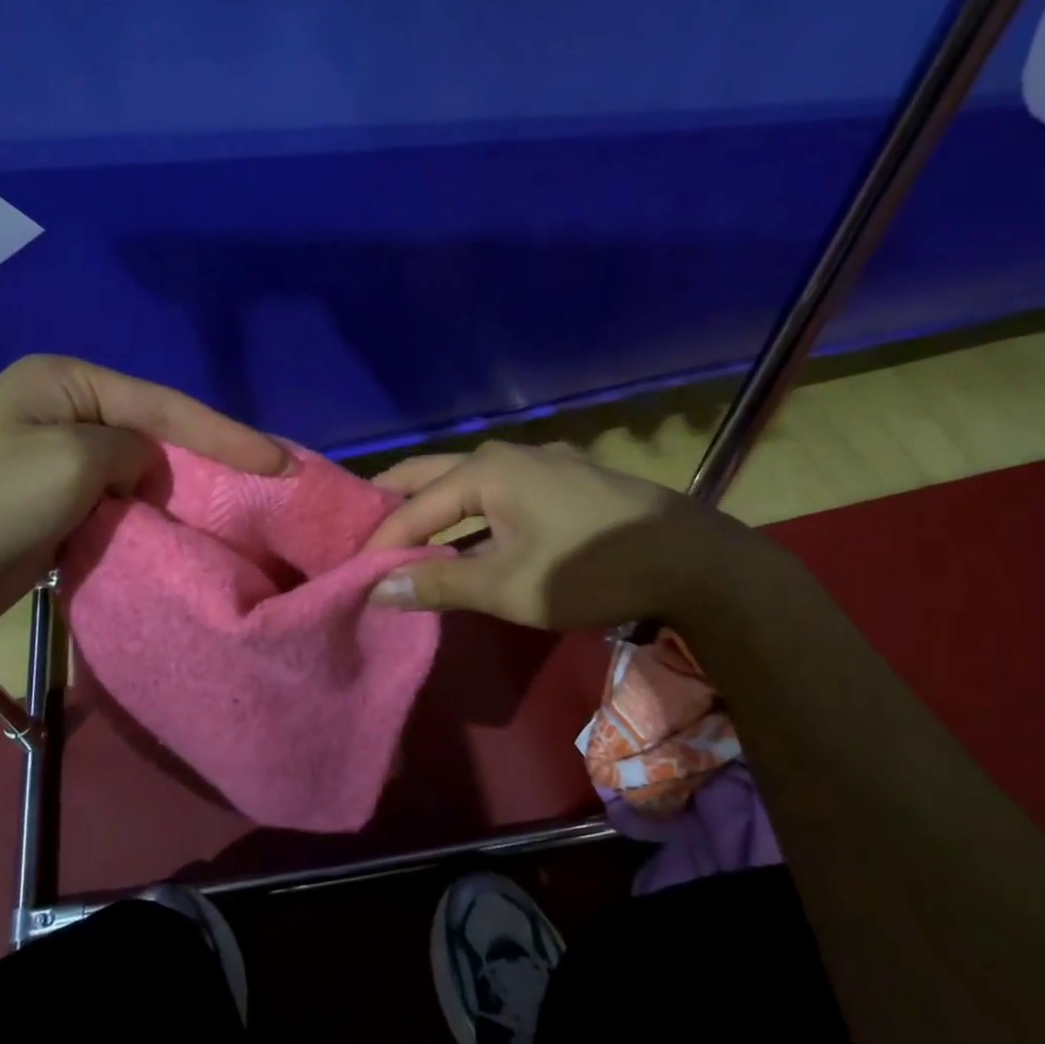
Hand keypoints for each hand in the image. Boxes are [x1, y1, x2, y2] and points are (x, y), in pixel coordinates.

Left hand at [0, 356, 285, 641]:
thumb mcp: (70, 462)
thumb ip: (129, 450)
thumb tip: (141, 467)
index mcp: (62, 382)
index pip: (163, 404)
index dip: (225, 434)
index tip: (280, 463)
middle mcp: (58, 409)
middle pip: (152, 432)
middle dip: (205, 459)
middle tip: (262, 484)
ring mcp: (49, 457)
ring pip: (135, 470)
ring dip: (176, 491)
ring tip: (231, 509)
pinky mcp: (46, 503)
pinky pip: (113, 501)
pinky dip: (146, 515)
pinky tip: (177, 529)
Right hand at [360, 440, 749, 630]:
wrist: (694, 560)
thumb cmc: (592, 570)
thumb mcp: (510, 587)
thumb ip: (441, 583)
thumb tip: (379, 589)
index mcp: (486, 471)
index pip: (412, 506)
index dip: (379, 541)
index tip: (350, 572)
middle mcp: (506, 453)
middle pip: (430, 474)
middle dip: (392, 502)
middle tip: (358, 535)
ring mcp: (539, 461)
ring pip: (465, 480)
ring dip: (432, 506)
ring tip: (402, 536)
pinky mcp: (563, 477)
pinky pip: (497, 489)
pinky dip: (468, 510)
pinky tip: (465, 534)